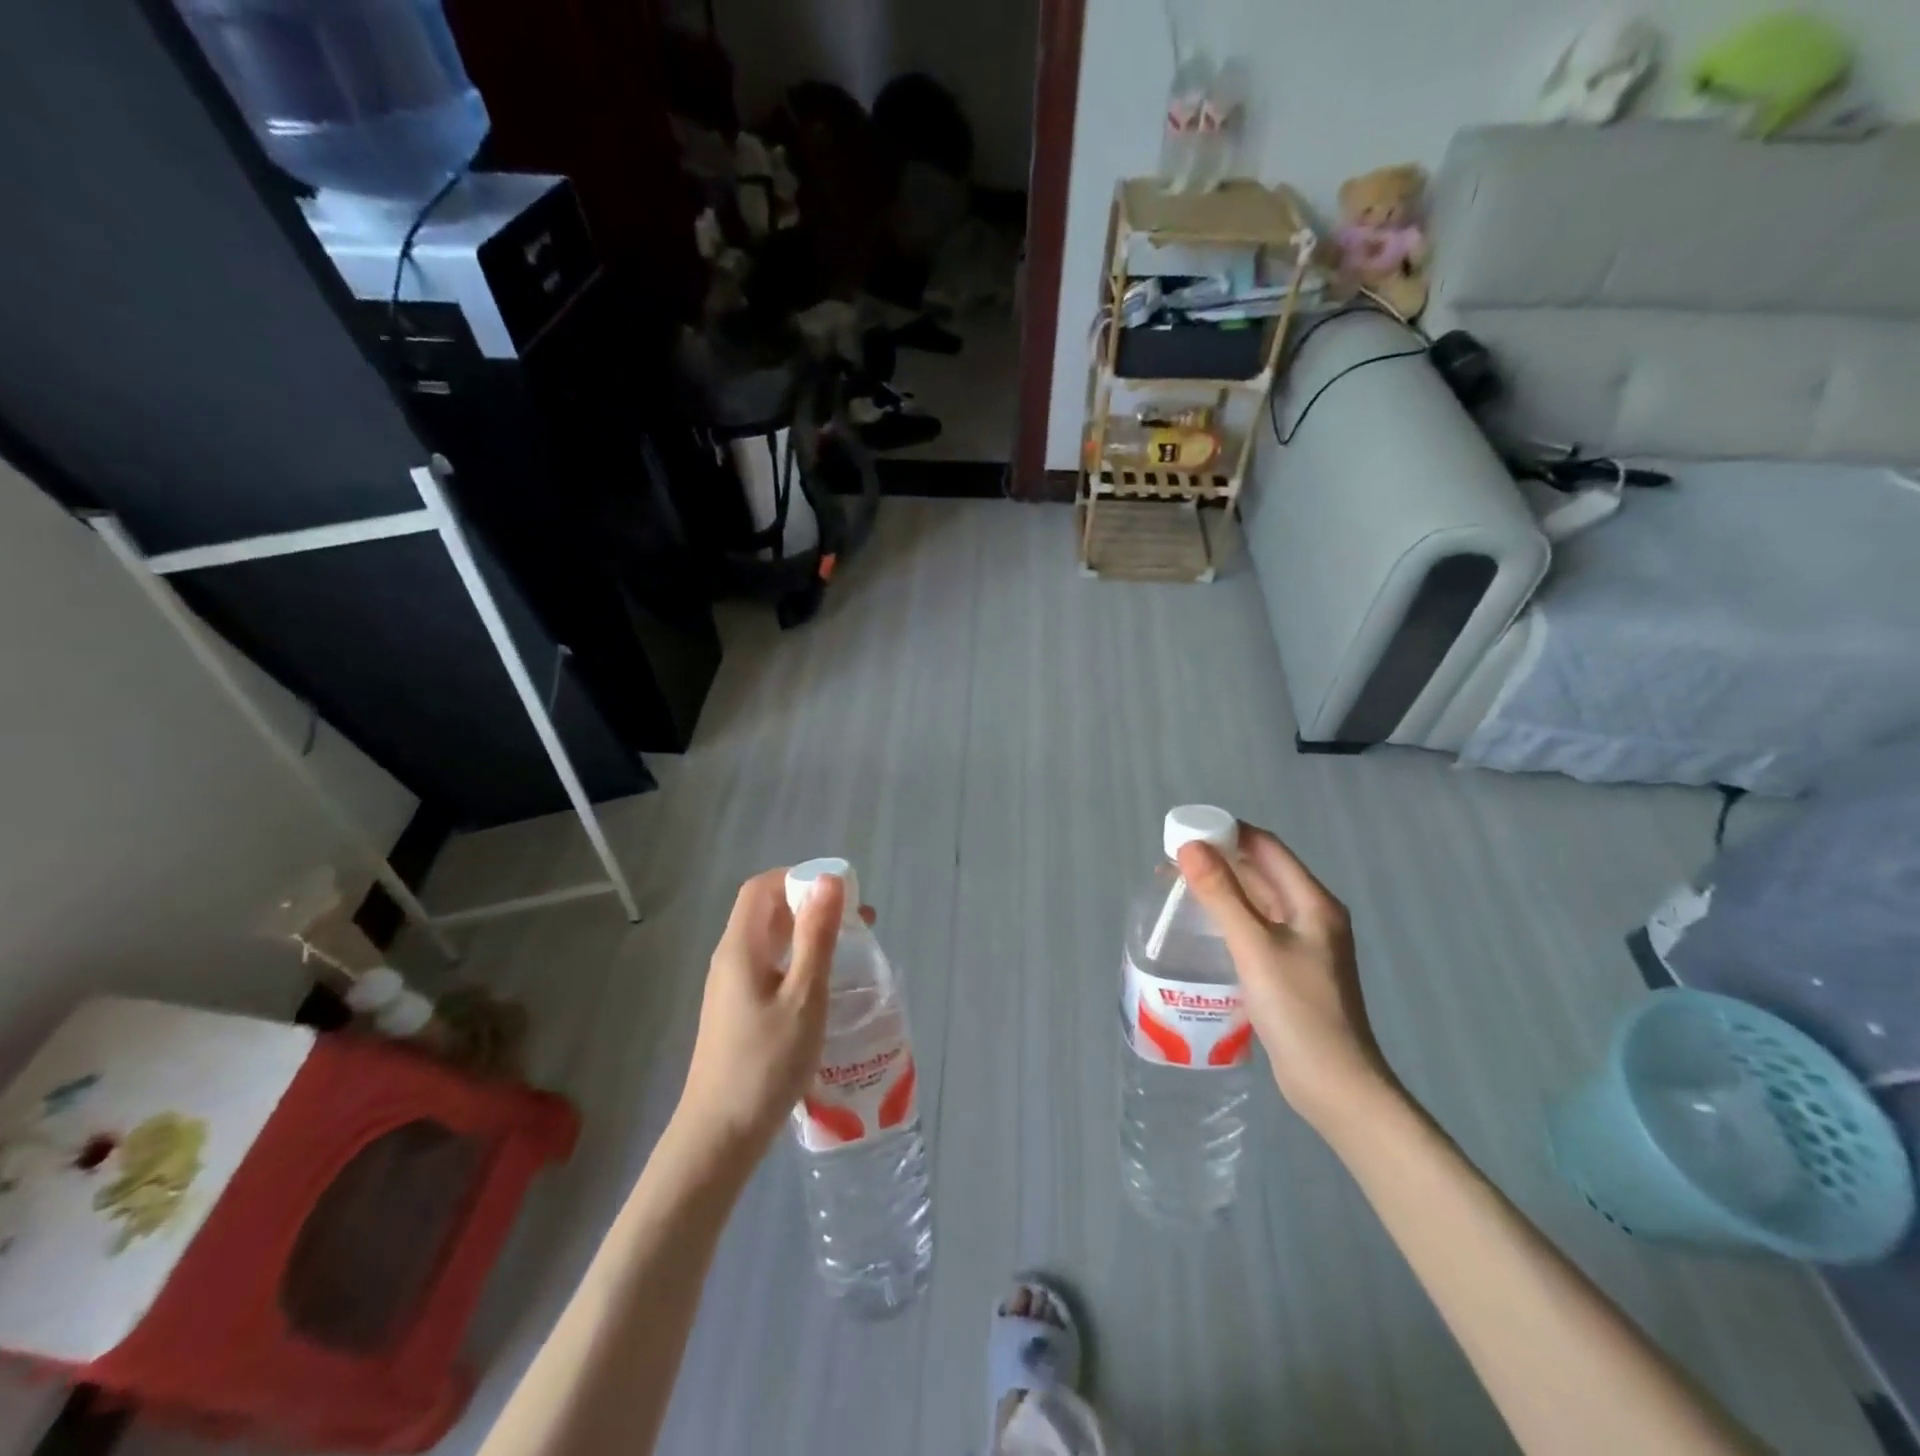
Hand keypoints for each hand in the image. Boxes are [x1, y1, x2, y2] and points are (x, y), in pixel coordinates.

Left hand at [675, 868, 872, 1155]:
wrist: (719, 1136)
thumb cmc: (766, 1063)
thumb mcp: (803, 995)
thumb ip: (816, 935)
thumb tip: (829, 879)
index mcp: (741, 947)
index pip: (763, 887)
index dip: (799, 877)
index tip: (841, 893)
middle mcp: (730, 958)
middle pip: (765, 910)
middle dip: (810, 903)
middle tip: (856, 922)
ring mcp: (730, 986)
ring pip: (768, 939)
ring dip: (806, 932)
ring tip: (848, 948)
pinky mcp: (736, 1010)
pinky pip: (768, 965)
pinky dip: (796, 959)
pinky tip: (821, 985)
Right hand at [1177, 824, 1398, 1134]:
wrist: (1335, 1085)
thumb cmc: (1298, 1010)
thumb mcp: (1254, 947)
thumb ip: (1221, 895)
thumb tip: (1190, 847)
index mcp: (1313, 902)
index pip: (1267, 847)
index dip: (1227, 832)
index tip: (1185, 832)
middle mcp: (1312, 915)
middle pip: (1262, 871)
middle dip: (1220, 859)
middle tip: (1173, 861)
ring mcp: (1304, 944)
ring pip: (1258, 900)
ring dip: (1222, 888)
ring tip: (1179, 887)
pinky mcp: (1291, 969)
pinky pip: (1256, 927)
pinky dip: (1230, 916)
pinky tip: (1203, 926)